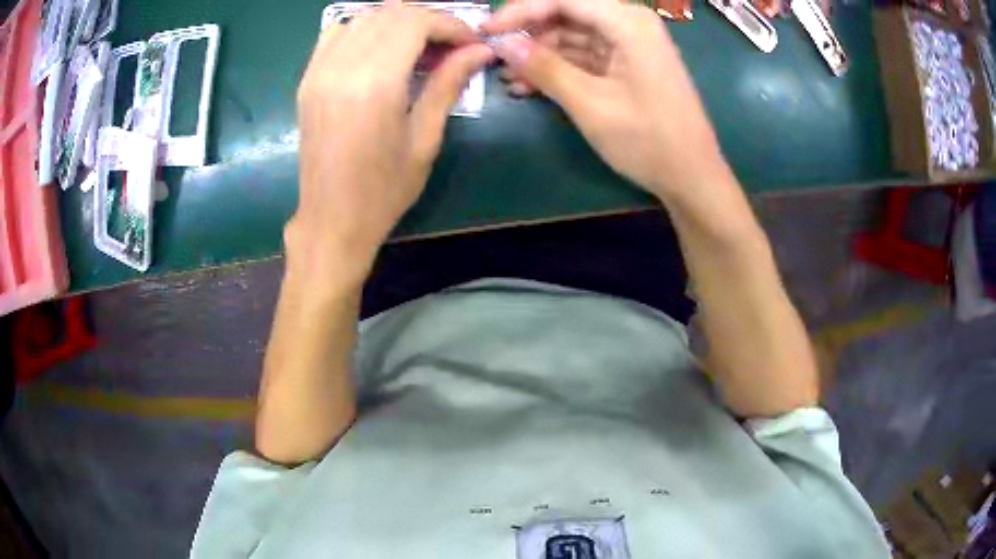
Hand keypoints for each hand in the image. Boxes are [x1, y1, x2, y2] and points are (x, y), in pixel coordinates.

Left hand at [289, 4, 492, 280]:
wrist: (331, 220)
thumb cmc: (384, 190)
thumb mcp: (425, 139)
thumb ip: (449, 84)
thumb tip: (481, 50)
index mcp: (374, 83)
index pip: (415, 23)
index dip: (450, 24)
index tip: (471, 41)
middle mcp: (341, 67)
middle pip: (390, 14)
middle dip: (428, 20)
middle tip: (450, 45)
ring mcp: (318, 72)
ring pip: (363, 17)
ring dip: (397, 22)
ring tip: (420, 46)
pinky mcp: (308, 80)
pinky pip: (336, 33)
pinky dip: (364, 29)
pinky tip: (380, 48)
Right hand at [483, 0, 725, 199]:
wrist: (692, 177)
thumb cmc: (649, 140)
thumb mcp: (590, 103)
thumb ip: (544, 68)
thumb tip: (503, 44)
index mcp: (628, 22)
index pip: (562, 0)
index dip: (520, 11)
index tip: (486, 31)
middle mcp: (629, 24)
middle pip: (566, 14)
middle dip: (528, 35)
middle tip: (493, 57)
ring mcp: (629, 45)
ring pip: (572, 37)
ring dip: (539, 56)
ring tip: (507, 79)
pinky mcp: (627, 65)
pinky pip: (584, 57)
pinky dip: (558, 69)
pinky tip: (529, 87)